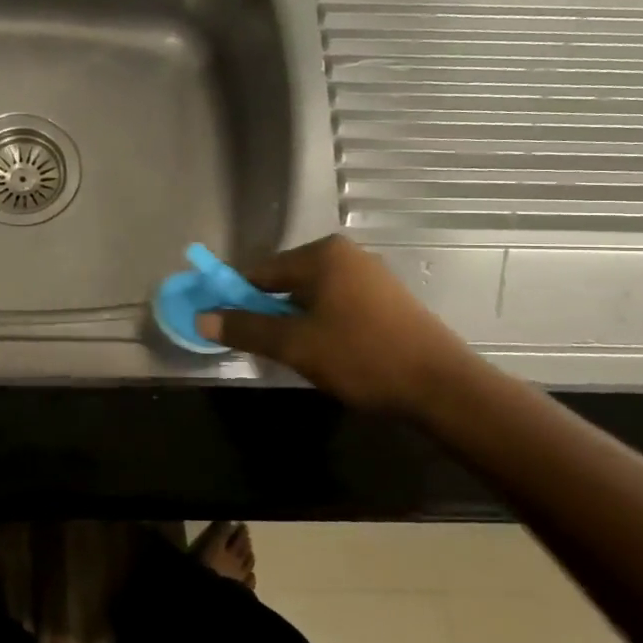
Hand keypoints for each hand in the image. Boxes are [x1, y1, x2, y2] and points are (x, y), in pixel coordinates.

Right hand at [195, 236, 469, 414]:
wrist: (442, 387)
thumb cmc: (361, 356)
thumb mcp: (294, 344)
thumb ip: (246, 328)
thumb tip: (201, 317)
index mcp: (322, 255)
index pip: (259, 271)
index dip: (235, 298)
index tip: (223, 325)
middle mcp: (346, 255)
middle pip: (285, 281)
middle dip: (267, 312)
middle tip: (260, 346)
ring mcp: (370, 275)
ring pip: (311, 296)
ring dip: (293, 321)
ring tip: (292, 354)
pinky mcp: (386, 299)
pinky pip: (335, 304)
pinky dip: (320, 323)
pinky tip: (324, 352)